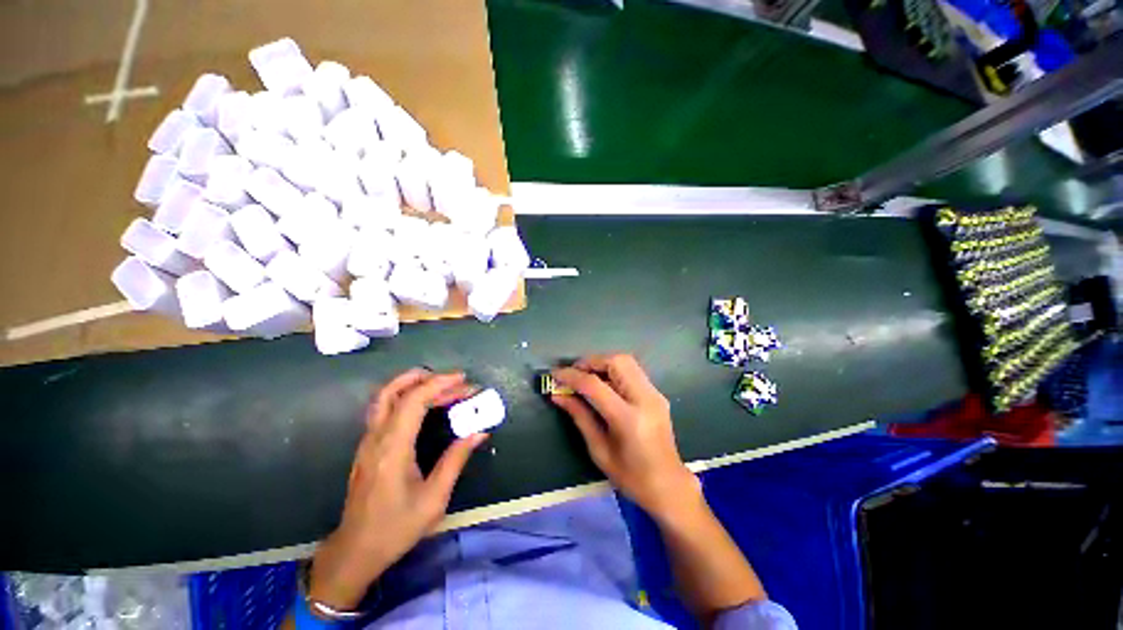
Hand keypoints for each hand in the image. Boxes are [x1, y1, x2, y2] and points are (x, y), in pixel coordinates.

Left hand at [309, 370, 487, 610]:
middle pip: (394, 391)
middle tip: (457, 382)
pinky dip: (408, 396)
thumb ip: (456, 460)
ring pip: (385, 397)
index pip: (413, 400)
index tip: (464, 380)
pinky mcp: (368, 445)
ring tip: (444, 385)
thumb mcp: (434, 499)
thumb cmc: (396, 528)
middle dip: (428, 379)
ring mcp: (368, 440)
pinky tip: (426, 404)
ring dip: (414, 384)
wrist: (355, 551)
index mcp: (393, 448)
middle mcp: (376, 437)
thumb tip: (479, 432)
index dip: (440, 384)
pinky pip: (386, 408)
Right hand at [552, 354, 700, 521]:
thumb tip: (558, 395)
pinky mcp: (657, 394)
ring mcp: (655, 394)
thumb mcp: (598, 450)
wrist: (669, 486)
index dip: (572, 376)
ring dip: (602, 363)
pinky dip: (614, 370)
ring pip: (626, 361)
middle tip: (574, 372)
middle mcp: (645, 399)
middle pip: (616, 362)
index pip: (595, 385)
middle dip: (591, 362)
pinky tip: (603, 384)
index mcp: (628, 419)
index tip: (555, 374)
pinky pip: (632, 371)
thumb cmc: (630, 476)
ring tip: (586, 376)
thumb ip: (579, 416)